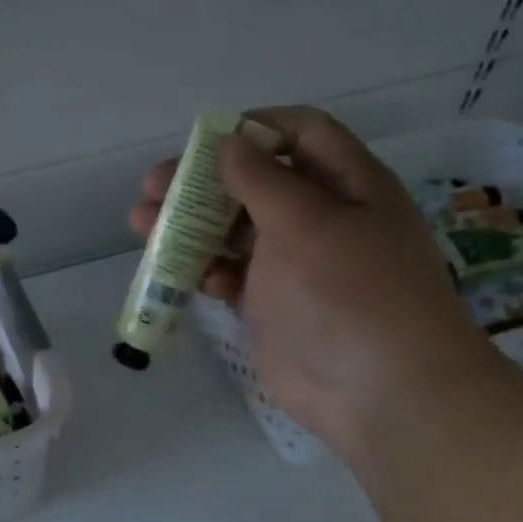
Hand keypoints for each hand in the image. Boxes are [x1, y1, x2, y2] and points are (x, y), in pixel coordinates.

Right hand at [129, 106, 495, 453]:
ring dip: (191, 225)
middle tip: (154, 186)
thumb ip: (262, 178)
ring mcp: (296, 264)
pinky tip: (186, 277)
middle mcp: (323, 218)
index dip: (256, 128)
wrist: (380, 392)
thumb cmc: (349, 291)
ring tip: (142, 223)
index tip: (206, 140)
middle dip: (204, 181)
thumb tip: (229, 142)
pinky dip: (208, 270)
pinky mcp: (273, 305)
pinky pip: (233, 275)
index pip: (303, 133)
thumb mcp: (306, 221)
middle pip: (256, 182)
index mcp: (348, 185)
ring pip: (236, 230)